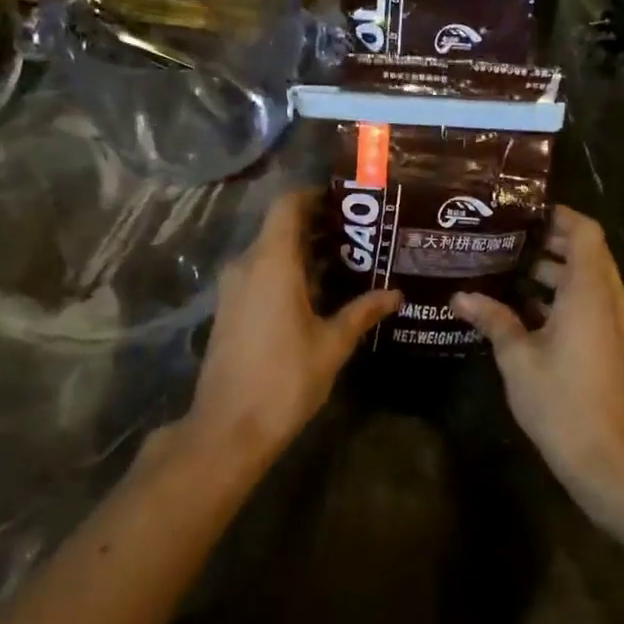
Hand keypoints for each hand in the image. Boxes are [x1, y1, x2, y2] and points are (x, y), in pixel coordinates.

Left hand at [179, 189, 399, 462]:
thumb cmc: (285, 379)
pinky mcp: (230, 309)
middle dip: (318, 226)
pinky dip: (288, 272)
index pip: (288, 205)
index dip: (314, 196)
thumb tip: (395, 294)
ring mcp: (233, 288)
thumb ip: (362, 312)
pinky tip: (319, 293)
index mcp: (271, 262)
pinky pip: (260, 274)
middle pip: (280, 228)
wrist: (228, 427)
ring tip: (347, 261)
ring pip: (270, 252)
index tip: (346, 201)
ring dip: (304, 252)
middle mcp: (247, 265)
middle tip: (360, 233)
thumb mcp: (332, 344)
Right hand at [452, 206, 623, 559]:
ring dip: (554, 271)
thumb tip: (460, 296)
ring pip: (588, 280)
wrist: (608, 459)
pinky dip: (562, 297)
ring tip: (507, 269)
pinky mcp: (612, 345)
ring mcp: (615, 324)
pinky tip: (523, 309)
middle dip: (549, 242)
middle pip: (586, 253)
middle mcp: (609, 300)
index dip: (559, 216)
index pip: (585, 231)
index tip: (523, 212)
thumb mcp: (517, 359)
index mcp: (589, 292)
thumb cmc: (561, 402)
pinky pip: (590, 304)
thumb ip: (492, 320)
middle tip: (505, 238)